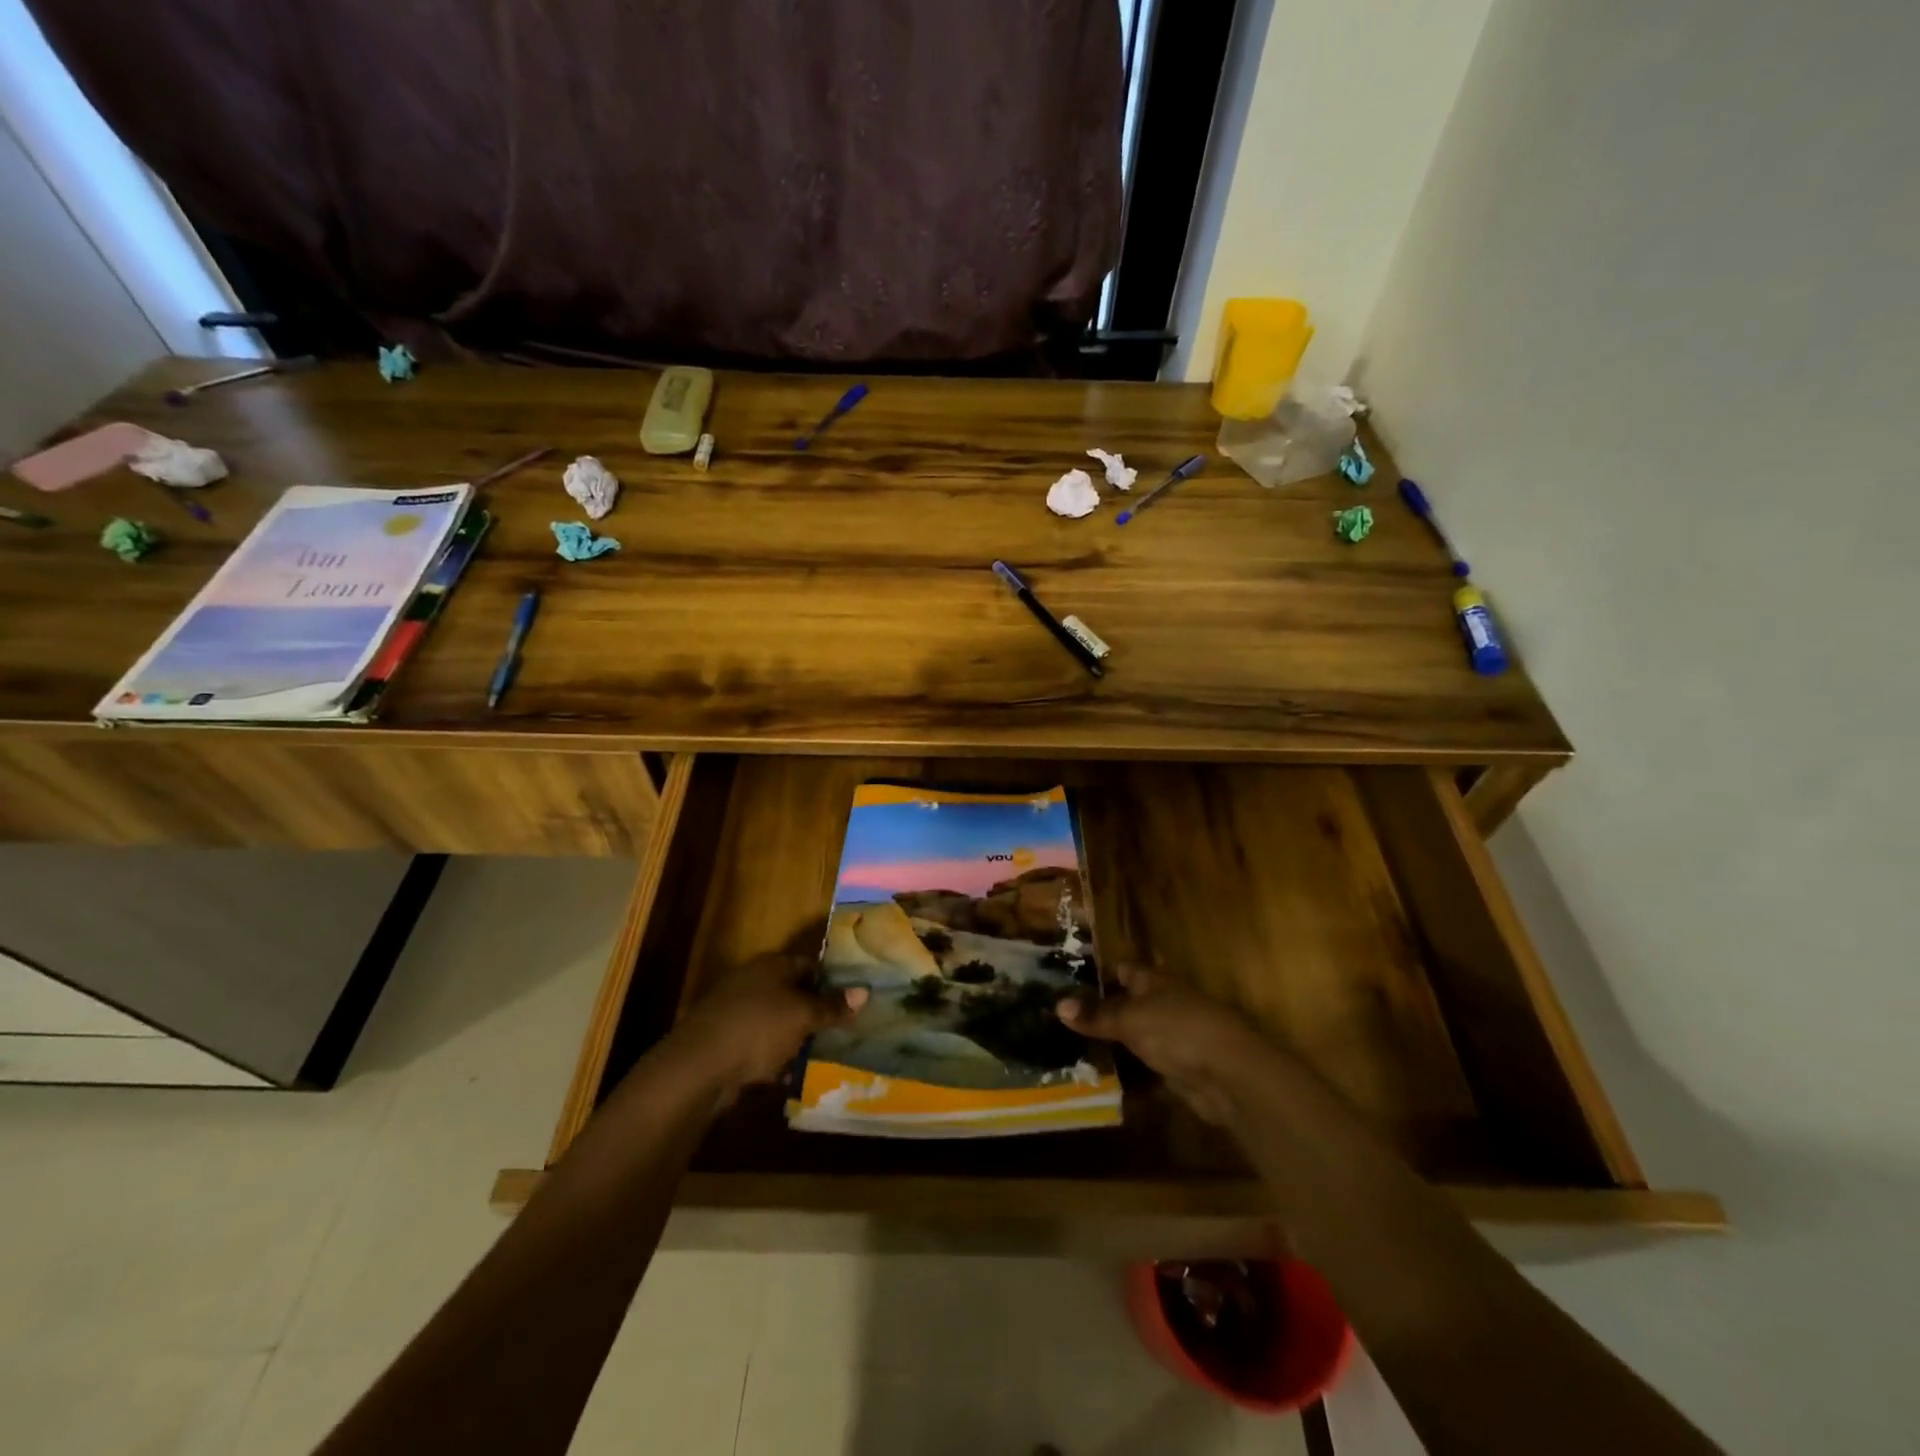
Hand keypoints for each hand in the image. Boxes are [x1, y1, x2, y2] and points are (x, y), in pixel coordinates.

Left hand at [670, 950, 866, 1100]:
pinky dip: (773, 1055)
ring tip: (821, 1054)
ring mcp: (735, 1010)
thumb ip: (832, 1006)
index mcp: (772, 965)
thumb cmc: (757, 1028)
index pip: (810, 964)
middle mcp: (753, 981)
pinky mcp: (724, 1040)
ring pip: (776, 1019)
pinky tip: (787, 1073)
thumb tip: (864, 991)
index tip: (853, 999)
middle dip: (815, 1010)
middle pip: (793, 991)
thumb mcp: (803, 1016)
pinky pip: (759, 1043)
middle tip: (842, 1029)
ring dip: (795, 1035)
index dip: (833, 980)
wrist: (698, 1066)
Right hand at [1058, 965, 1274, 1123]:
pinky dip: (1129, 1082)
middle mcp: (1164, 1006)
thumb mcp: (1129, 1018)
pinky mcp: (1179, 1073)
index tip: (1065, 988)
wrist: (1230, 1075)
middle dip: (1098, 1018)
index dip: (1096, 977)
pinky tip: (1101, 1088)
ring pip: (1134, 1042)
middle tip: (1060, 1029)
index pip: (1122, 970)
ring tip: (1072, 1060)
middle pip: (1126, 1008)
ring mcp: (1173, 1040)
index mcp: (1154, 982)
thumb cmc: (1177, 1030)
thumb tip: (1057, 1004)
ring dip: (1111, 1052)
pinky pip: (1146, 1074)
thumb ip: (1096, 1014)